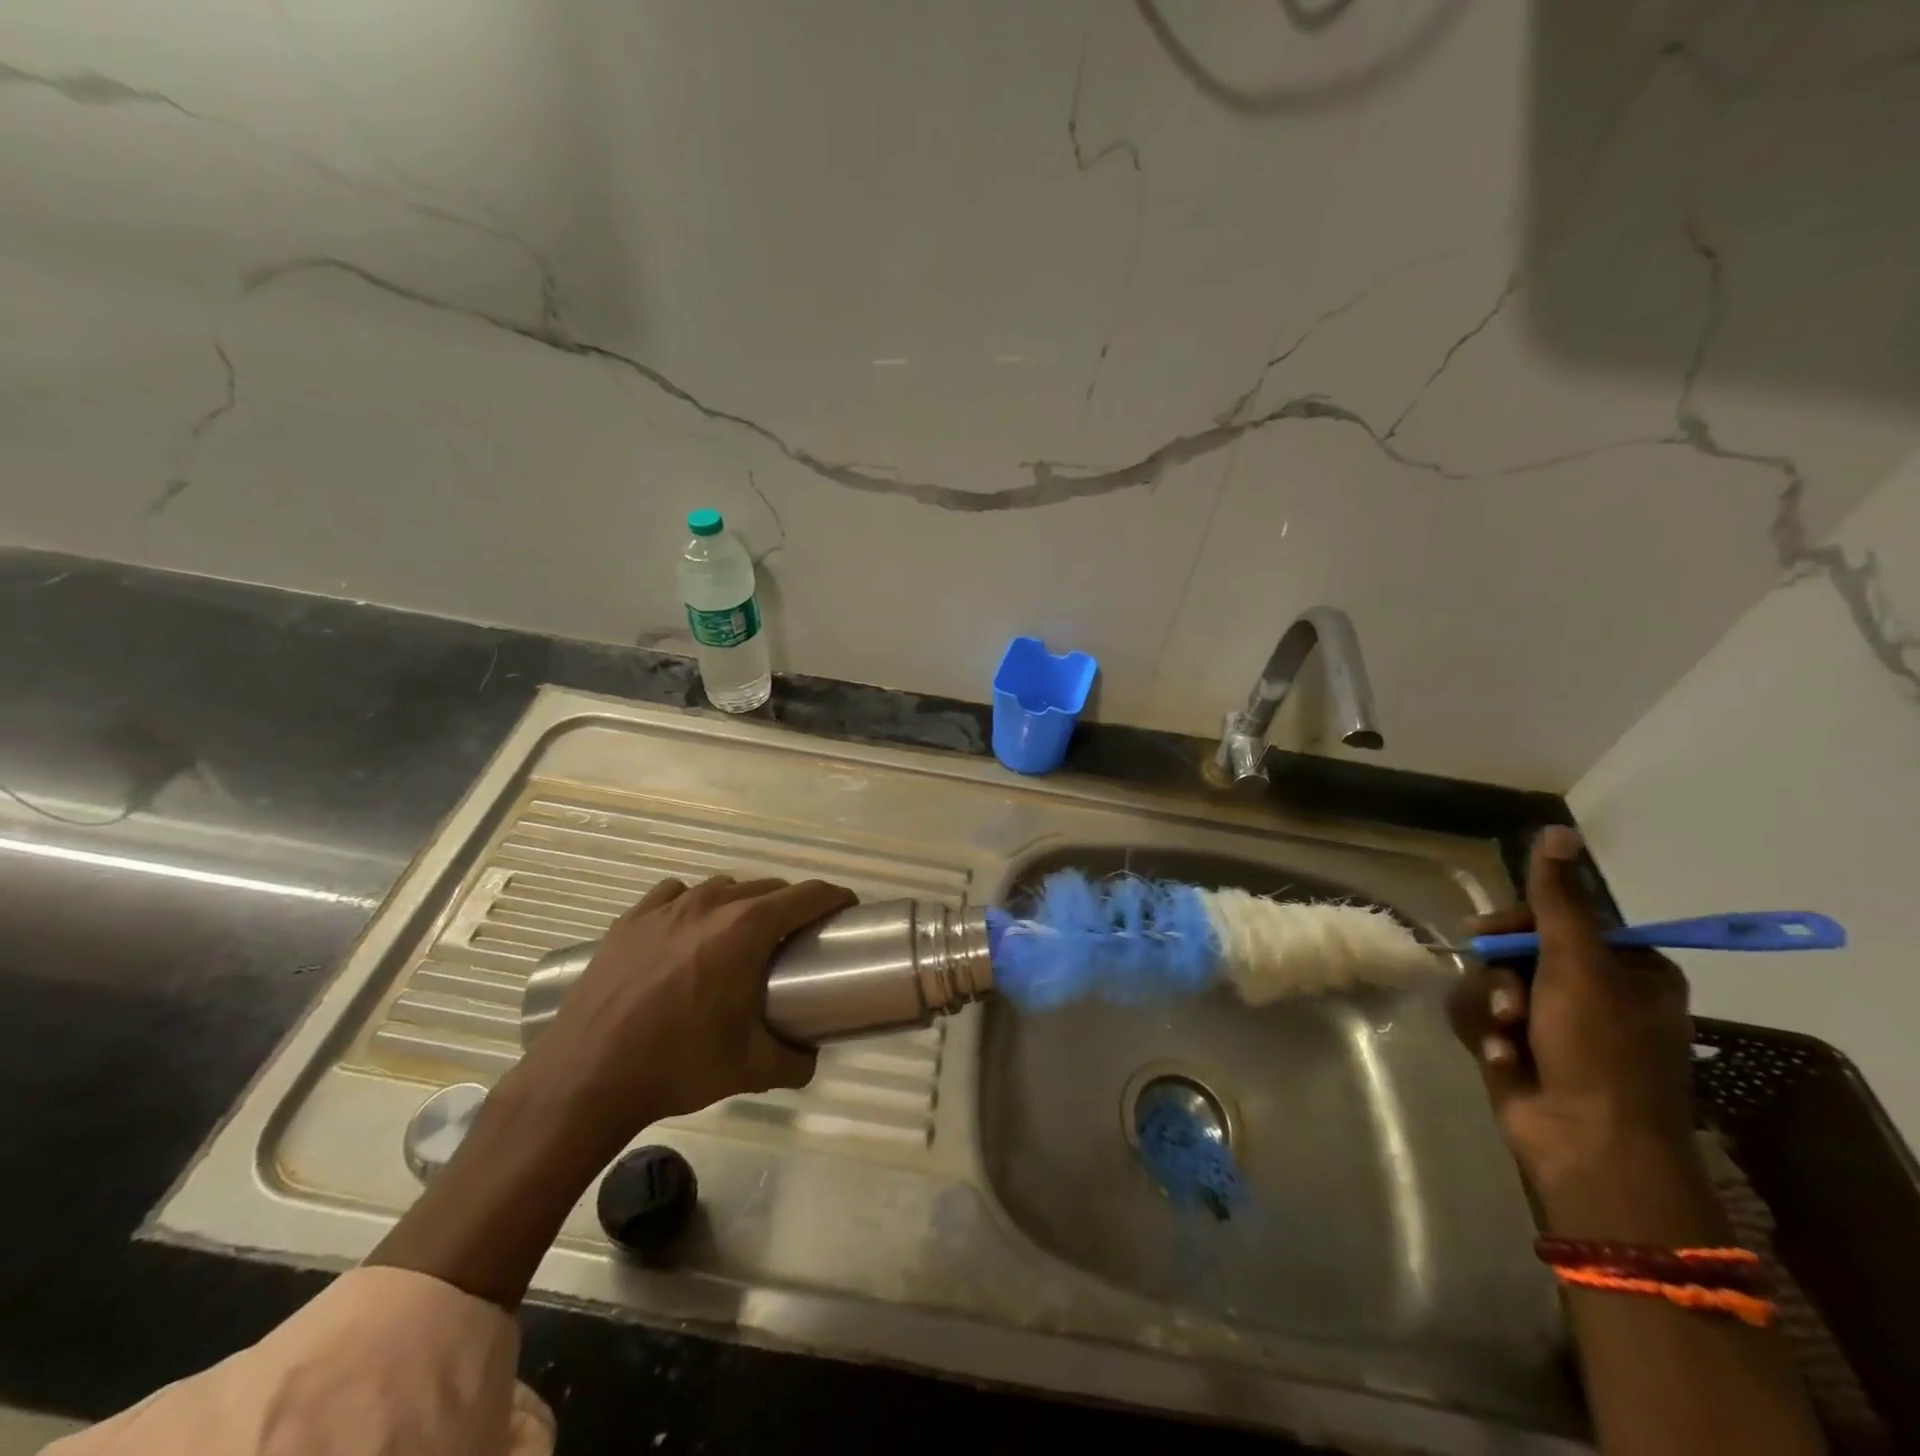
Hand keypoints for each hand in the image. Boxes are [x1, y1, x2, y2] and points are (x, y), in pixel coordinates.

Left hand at [511, 874, 857, 1150]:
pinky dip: (692, 904)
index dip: (834, 898)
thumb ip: (795, 1061)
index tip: (847, 909)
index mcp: (746, 929)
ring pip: (721, 888)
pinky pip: (673, 895)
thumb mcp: (750, 1069)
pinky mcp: (630, 921)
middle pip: (767, 887)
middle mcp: (710, 905)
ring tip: (741, 936)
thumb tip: (811, 1058)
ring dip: (742, 903)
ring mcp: (666, 908)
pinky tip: (686, 930)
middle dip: (790, 905)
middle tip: (796, 937)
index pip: (807, 896)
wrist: (586, 1077)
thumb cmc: (678, 1064)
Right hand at [1448, 826, 1697, 1188]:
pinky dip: (1487, 1034)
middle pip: (1514, 949)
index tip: (1487, 929)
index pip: (1556, 919)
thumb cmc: (1599, 1050)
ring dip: (1491, 1007)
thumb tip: (1557, 830)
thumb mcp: (1578, 965)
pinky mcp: (1518, 1046)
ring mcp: (1552, 1022)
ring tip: (1509, 1037)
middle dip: (1502, 974)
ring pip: (1489, 982)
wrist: (1586, 1144)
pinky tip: (1503, 1059)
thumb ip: (1558, 899)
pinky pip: (1480, 1016)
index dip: (1518, 922)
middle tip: (1507, 997)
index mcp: (1626, 969)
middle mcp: (1590, 991)